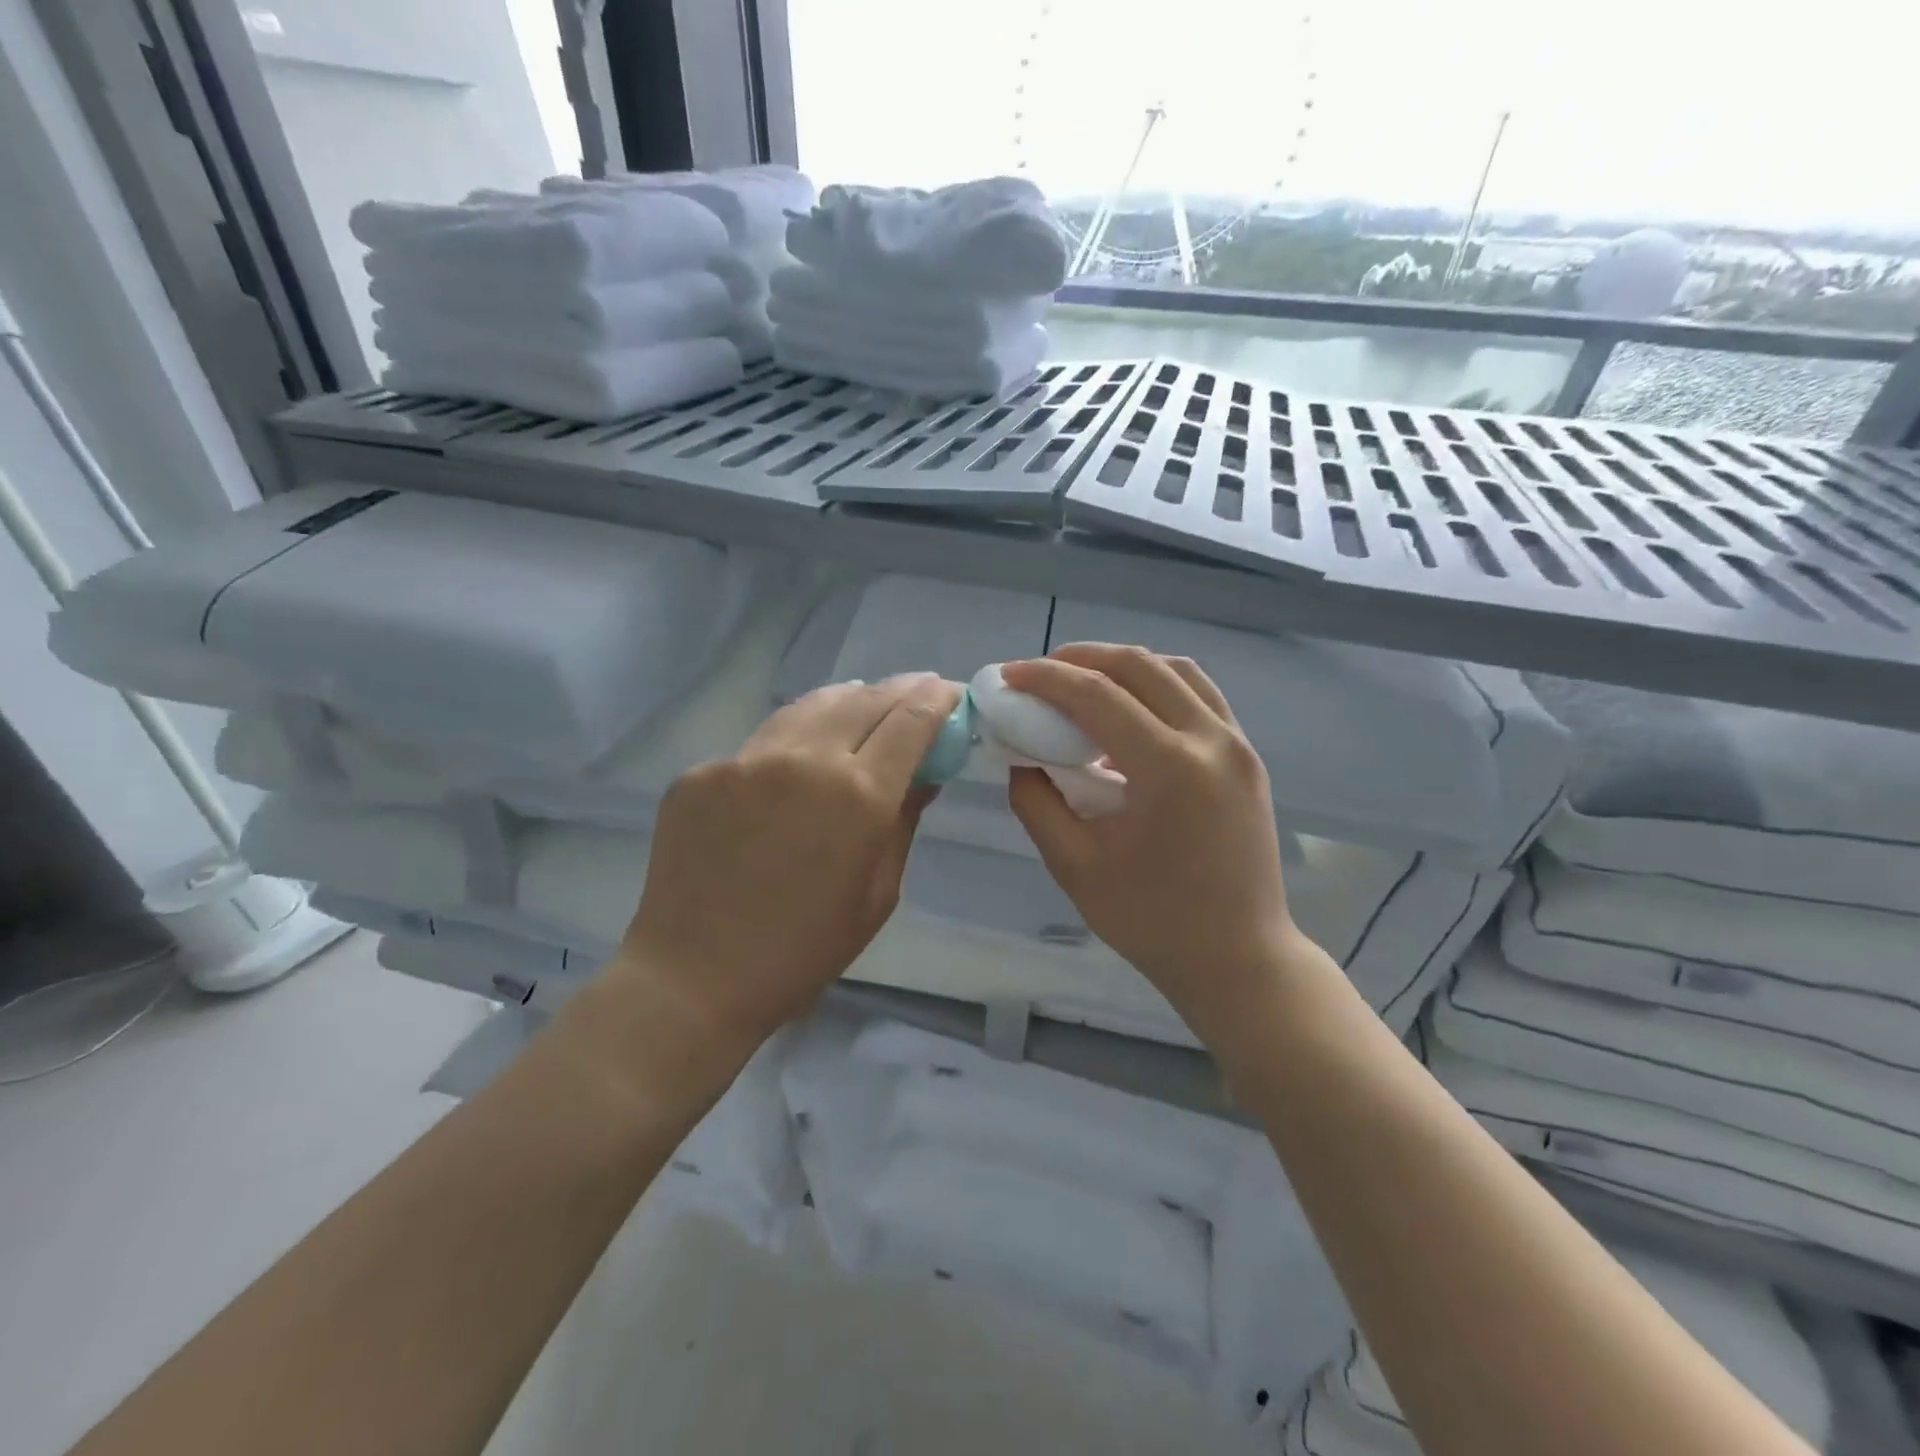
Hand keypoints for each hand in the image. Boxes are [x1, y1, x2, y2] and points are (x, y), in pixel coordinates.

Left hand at [614, 673, 961, 1055]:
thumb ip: (904, 821)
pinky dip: (794, 742)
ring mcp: (746, 759)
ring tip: (863, 705)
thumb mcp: (878, 893)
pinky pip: (762, 742)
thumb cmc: (804, 951)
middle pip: (865, 700)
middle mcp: (804, 759)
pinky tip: (797, 763)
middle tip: (916, 690)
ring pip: (810, 706)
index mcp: (858, 795)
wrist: (694, 977)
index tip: (951, 692)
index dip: (938, 699)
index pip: (911, 720)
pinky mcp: (703, 771)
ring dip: (848, 702)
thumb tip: (927, 773)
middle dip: (900, 690)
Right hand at [1003, 644, 1298, 1043]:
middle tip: (1039, 675)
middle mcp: (1211, 741)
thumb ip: (1037, 803)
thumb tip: (1021, 759)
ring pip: (1176, 670)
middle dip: (1081, 658)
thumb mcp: (1075, 867)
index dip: (1045, 679)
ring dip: (1122, 667)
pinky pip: (1199, 696)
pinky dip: (1157, 687)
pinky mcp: (1247, 757)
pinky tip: (1128, 714)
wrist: (1239, 959)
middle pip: (1139, 665)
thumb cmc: (1153, 922)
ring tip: (1082, 685)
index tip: (1008, 677)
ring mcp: (1238, 745)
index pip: (1097, 696)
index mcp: (1169, 769)